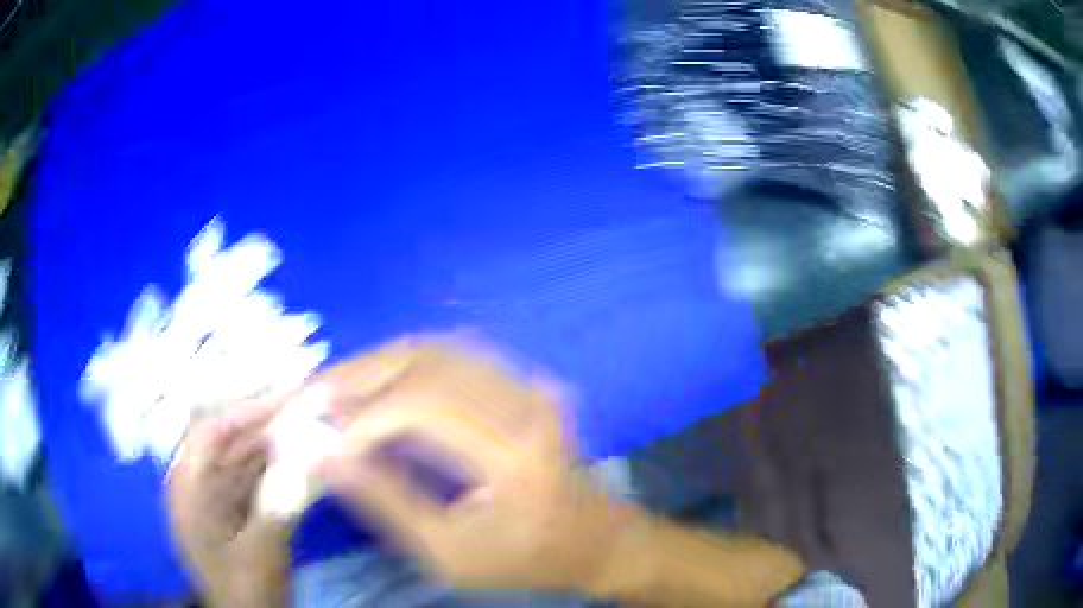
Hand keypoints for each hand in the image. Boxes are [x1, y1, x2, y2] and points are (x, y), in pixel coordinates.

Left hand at [166, 399, 291, 607]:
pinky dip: (279, 468)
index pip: (210, 432)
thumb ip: (279, 504)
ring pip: (246, 458)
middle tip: (308, 409)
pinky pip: (256, 478)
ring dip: (276, 444)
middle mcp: (199, 484)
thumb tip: (308, 458)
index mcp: (188, 489)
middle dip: (266, 424)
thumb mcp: (260, 553)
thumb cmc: (245, 591)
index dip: (246, 411)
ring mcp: (219, 497)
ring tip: (312, 428)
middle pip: (230, 441)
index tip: (287, 399)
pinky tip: (304, 460)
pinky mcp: (238, 510)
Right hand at [312, 338, 637, 592]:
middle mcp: (526, 403)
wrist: (594, 539)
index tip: (329, 440)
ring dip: (380, 365)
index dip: (366, 417)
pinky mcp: (524, 383)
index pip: (425, 406)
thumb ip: (386, 503)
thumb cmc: (526, 559)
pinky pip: (454, 356)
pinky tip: (378, 386)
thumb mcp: (450, 553)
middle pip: (428, 362)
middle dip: (361, 376)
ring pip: (437, 350)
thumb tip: (327, 456)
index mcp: (515, 454)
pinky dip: (406, 366)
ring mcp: (529, 385)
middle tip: (316, 395)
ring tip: (338, 390)